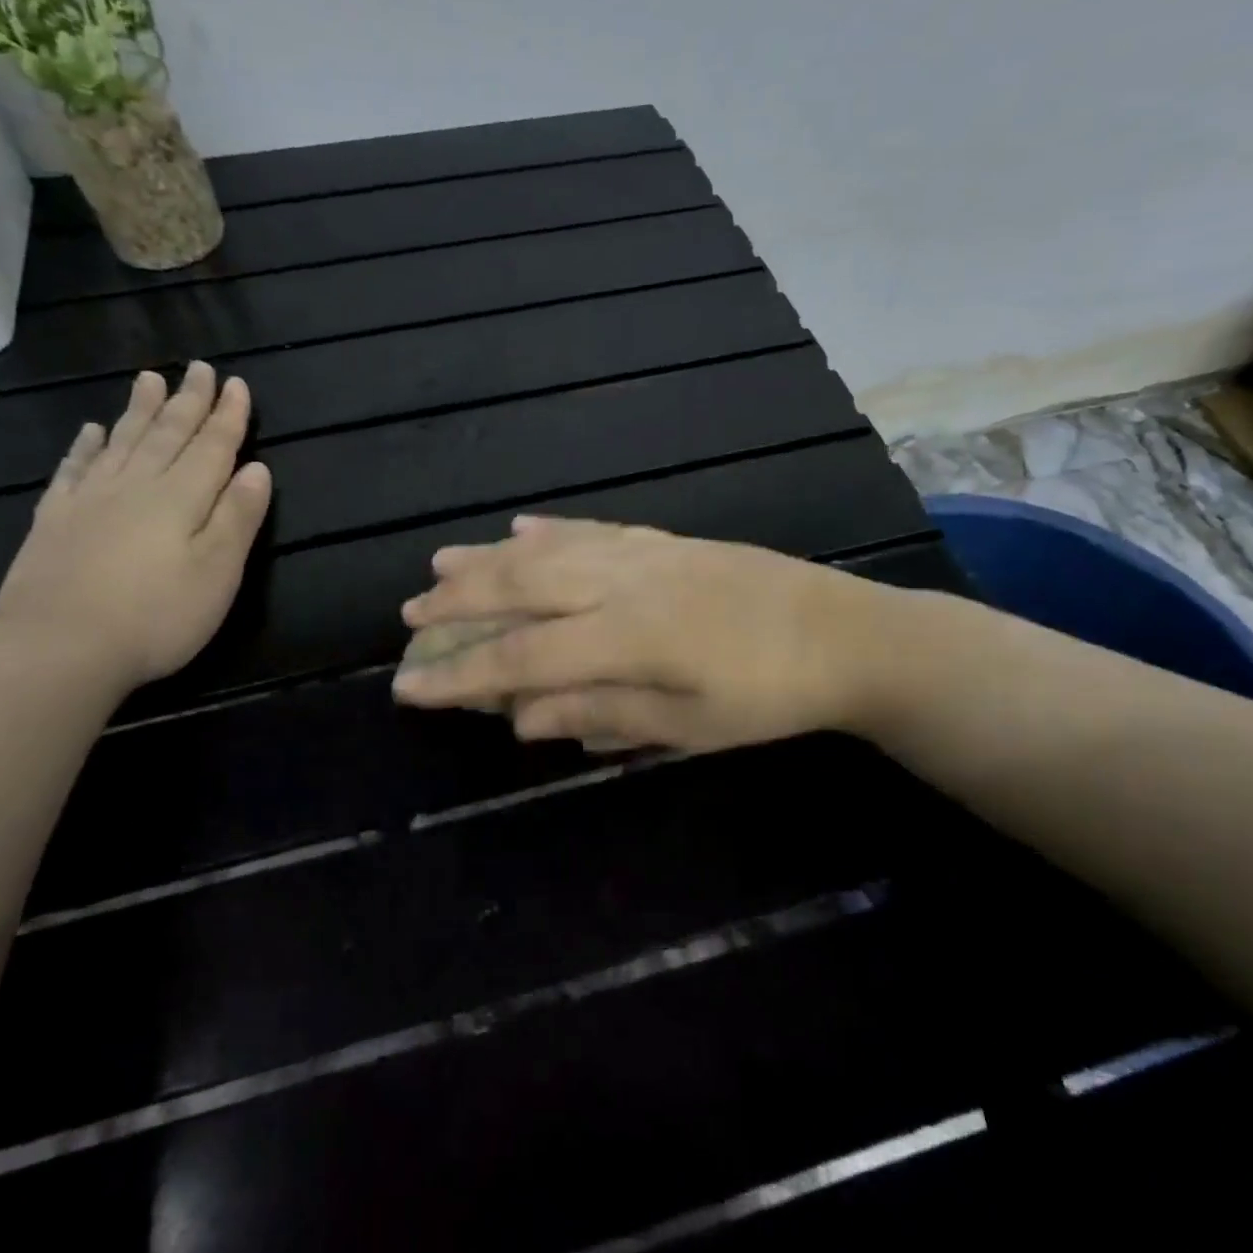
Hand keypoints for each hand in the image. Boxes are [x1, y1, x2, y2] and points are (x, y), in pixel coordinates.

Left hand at [0, 363, 272, 690]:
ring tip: (149, 379)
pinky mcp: (55, 521)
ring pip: (122, 442)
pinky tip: (91, 432)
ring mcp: (90, 501)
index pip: (212, 447)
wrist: (57, 648)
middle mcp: (137, 486)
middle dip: (187, 401)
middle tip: (198, 368)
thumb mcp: (217, 572)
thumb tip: (258, 469)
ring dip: (140, 410)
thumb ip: (238, 517)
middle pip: (167, 434)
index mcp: (181, 498)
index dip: (227, 416)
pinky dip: (86, 447)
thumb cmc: (156, 616)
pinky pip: (74, 470)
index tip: (236, 384)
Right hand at [392, 516, 910, 752]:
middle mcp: (621, 583)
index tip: (407, 686)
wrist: (845, 633)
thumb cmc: (768, 696)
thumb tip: (519, 718)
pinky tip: (521, 527)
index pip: (521, 655)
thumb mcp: (687, 726)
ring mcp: (642, 553)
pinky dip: (550, 529)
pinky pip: (592, 529)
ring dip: (488, 557)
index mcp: (627, 636)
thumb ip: (601, 715)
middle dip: (458, 602)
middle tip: (410, 614)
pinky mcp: (663, 539)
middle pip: (520, 587)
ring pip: (546, 550)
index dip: (459, 672)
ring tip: (440, 562)